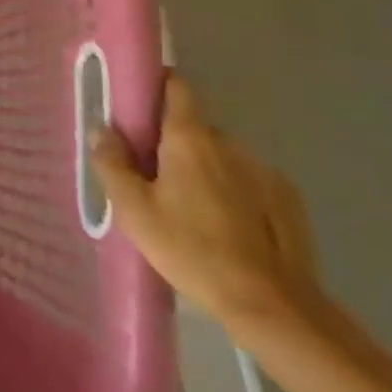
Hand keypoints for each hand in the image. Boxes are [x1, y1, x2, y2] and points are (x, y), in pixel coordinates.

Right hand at [92, 74, 323, 341]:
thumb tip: (103, 129)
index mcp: (190, 138)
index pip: (177, 87)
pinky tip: (224, 225)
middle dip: (172, 142)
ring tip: (190, 207)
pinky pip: (248, 181)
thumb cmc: (191, 249)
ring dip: (203, 168)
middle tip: (152, 175)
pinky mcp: (288, 201)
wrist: (272, 305)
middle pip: (194, 127)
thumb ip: (112, 163)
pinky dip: (232, 191)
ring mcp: (264, 171)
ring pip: (222, 156)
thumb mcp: (134, 209)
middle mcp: (230, 144)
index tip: (137, 103)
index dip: (156, 86)